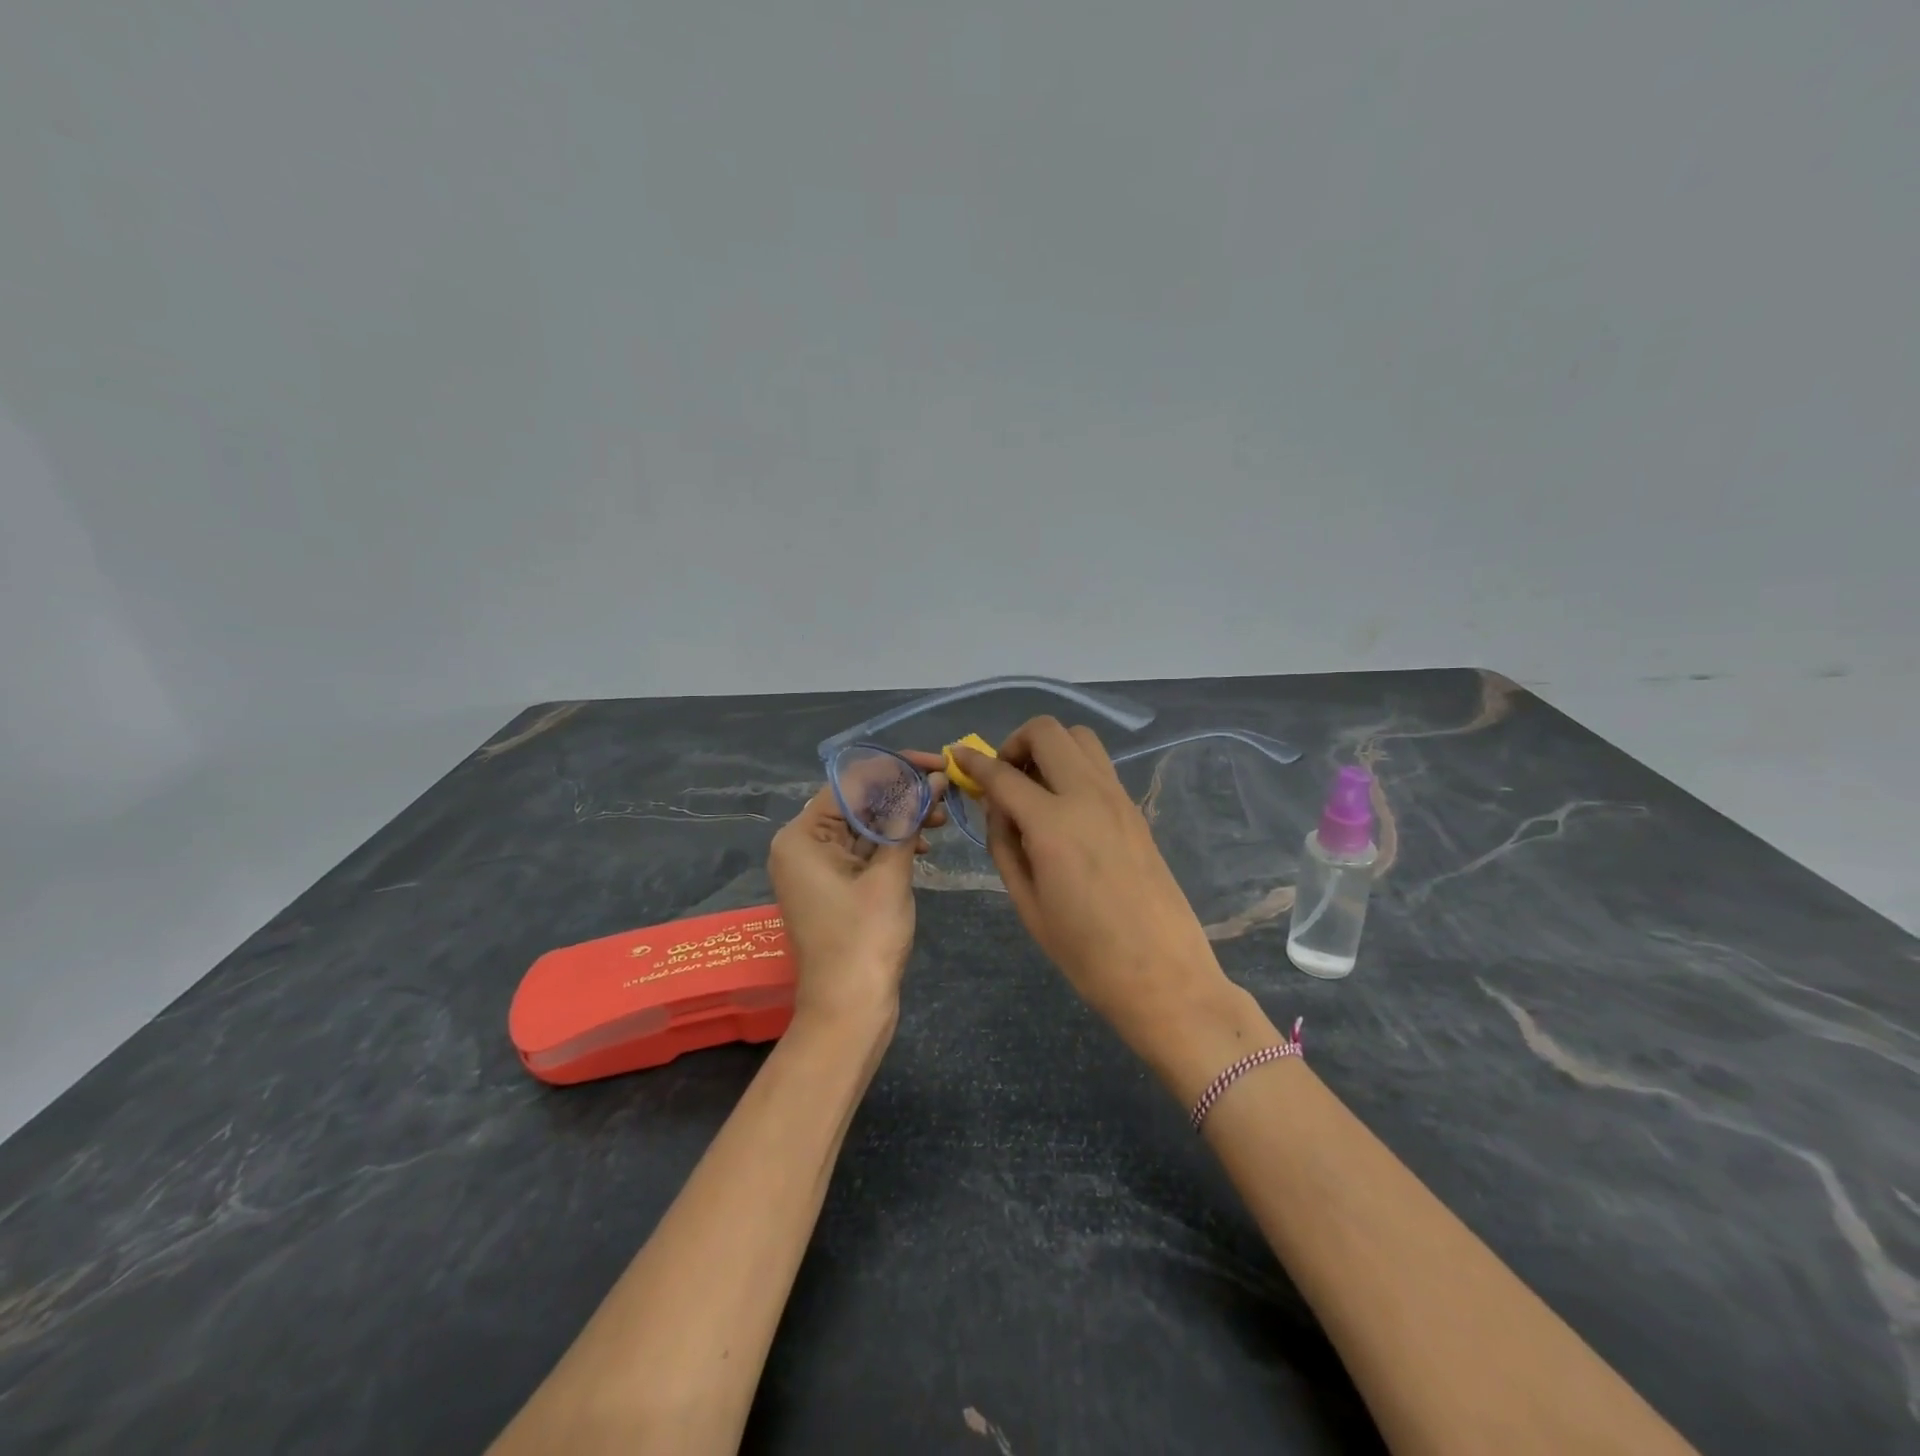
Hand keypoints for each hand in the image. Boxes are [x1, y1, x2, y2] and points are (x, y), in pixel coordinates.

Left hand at [768, 752, 946, 1026]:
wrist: (848, 1011)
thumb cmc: (865, 940)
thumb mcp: (890, 875)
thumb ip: (908, 821)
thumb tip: (933, 780)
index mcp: (802, 835)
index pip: (851, 782)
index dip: (897, 768)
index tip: (937, 764)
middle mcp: (802, 844)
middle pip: (857, 802)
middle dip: (902, 794)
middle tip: (946, 794)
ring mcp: (816, 867)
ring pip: (863, 826)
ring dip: (902, 819)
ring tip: (942, 819)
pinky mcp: (832, 885)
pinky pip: (863, 851)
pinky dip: (892, 844)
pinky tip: (924, 844)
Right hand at [952, 720, 1261, 1090]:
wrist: (1164, 976)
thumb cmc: (1085, 954)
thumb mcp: (1028, 904)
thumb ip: (1005, 845)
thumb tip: (997, 807)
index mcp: (1053, 825)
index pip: (1003, 775)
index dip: (974, 762)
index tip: (957, 756)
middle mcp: (1087, 796)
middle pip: (1047, 732)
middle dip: (1016, 743)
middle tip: (1005, 777)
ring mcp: (1118, 798)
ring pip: (1080, 739)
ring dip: (1050, 749)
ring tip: (1036, 788)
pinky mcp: (1135, 810)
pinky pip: (1099, 766)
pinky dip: (1074, 768)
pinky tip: (1065, 809)